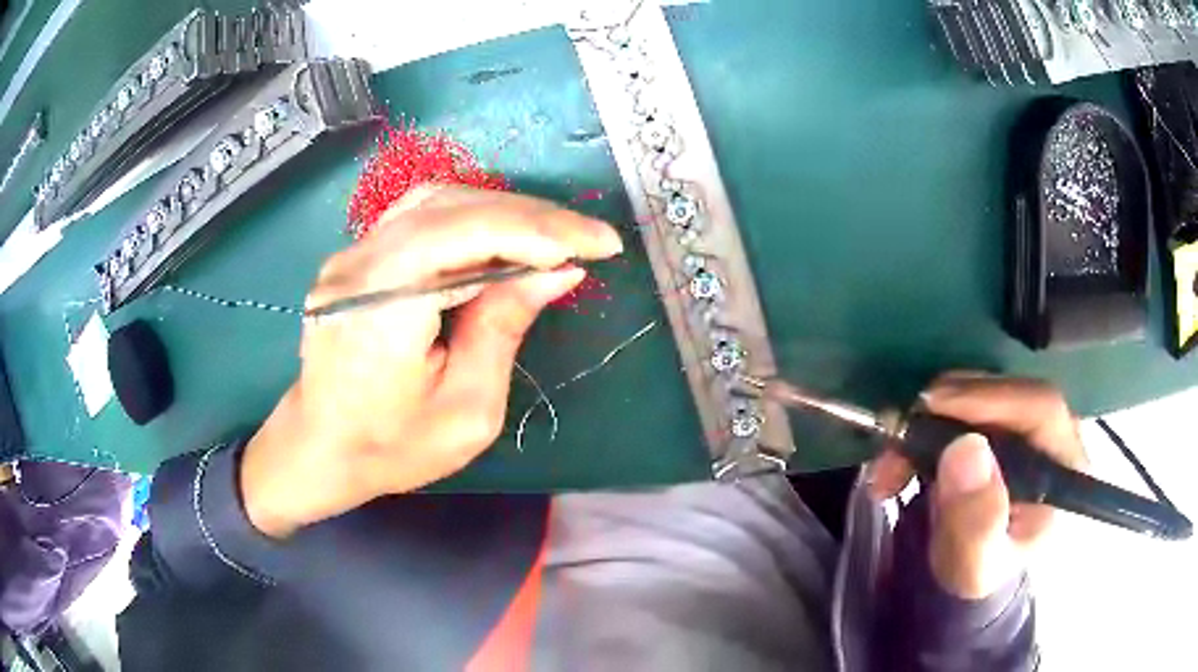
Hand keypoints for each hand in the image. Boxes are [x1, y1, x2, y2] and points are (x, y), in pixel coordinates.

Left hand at [239, 186, 623, 537]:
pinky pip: (420, 217)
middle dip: (533, 218)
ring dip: (505, 212)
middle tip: (587, 240)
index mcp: (382, 307)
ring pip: (438, 201)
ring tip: (554, 237)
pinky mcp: (356, 256)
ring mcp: (351, 254)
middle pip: (454, 208)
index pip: (466, 234)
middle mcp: (359, 265)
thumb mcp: (467, 410)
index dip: (541, 231)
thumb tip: (557, 270)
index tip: (600, 246)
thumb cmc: (391, 447)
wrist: (318, 447)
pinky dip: (472, 218)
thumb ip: (505, 329)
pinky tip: (503, 238)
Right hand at [869, 373, 1085, 598]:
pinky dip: (923, 425)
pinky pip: (960, 404)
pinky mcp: (994, 420)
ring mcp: (1021, 422)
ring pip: (978, 392)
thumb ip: (976, 523)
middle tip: (898, 441)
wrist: (966, 569)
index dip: (991, 398)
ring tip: (890, 465)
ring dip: (927, 420)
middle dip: (947, 410)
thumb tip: (965, 448)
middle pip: (1006, 391)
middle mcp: (1050, 431)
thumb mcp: (975, 565)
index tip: (935, 407)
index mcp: (1065, 464)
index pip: (1040, 407)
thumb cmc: (978, 570)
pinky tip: (900, 459)